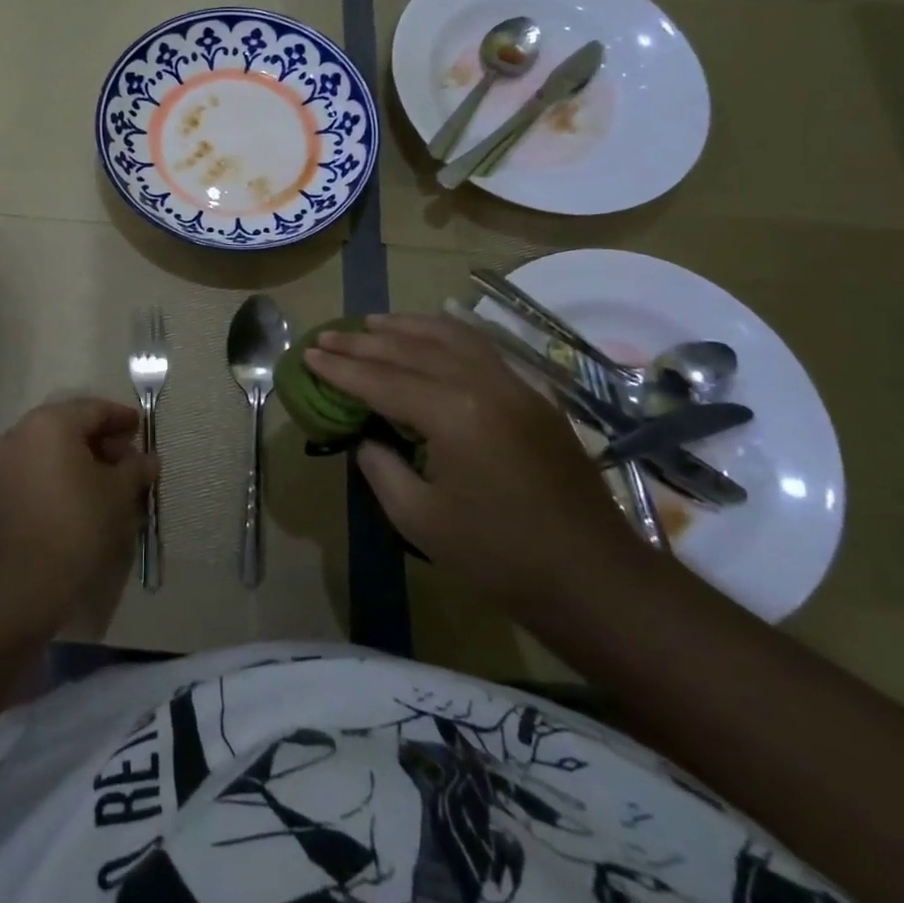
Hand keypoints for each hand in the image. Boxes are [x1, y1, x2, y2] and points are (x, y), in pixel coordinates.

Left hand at [0, 398, 155, 635]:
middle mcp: (22, 433)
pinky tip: (86, 500)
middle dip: (104, 441)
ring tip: (113, 485)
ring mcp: (6, 462)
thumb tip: (148, 458)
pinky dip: (64, 475)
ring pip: (55, 449)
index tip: (144, 431)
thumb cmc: (74, 527)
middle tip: (132, 463)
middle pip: (72, 426)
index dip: (123, 419)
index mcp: (50, 423)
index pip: (95, 409)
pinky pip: (40, 469)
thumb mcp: (118, 495)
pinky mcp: (0, 491)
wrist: (15, 588)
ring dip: (85, 460)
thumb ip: (136, 468)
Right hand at [306, 313, 637, 605]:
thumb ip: (382, 467)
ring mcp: (513, 384)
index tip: (309, 355)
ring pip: (449, 335)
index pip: (381, 379)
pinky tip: (428, 335)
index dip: (340, 369)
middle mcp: (482, 383)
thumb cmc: (500, 557)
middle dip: (363, 342)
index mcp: (452, 413)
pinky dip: (444, 333)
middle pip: (411, 348)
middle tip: (327, 336)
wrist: (594, 578)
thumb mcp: (420, 520)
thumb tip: (367, 438)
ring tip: (371, 324)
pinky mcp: (532, 394)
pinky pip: (479, 347)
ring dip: (405, 326)